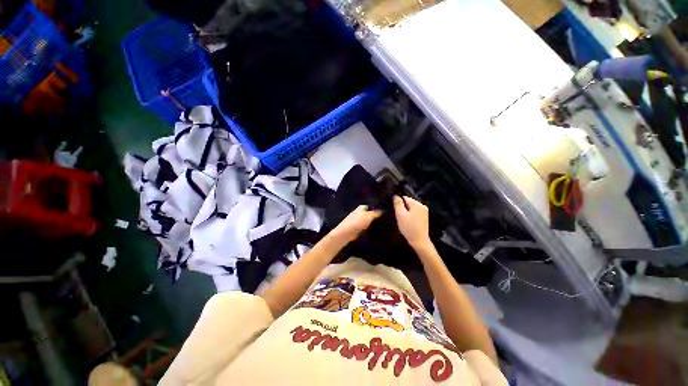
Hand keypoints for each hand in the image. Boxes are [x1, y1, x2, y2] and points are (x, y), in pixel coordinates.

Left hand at [330, 205, 381, 243]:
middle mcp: (359, 213)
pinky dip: (368, 230)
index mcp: (361, 208)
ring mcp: (357, 221)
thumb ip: (376, 213)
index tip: (384, 213)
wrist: (346, 232)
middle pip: (369, 214)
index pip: (371, 206)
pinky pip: (365, 228)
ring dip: (372, 224)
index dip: (377, 209)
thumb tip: (382, 210)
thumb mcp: (369, 216)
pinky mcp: (356, 228)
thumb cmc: (357, 222)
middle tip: (385, 221)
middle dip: (375, 217)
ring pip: (367, 221)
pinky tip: (374, 232)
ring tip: (382, 227)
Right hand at [393, 196, 430, 247]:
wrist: (419, 241)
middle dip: (402, 208)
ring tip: (403, 220)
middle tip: (398, 216)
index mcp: (417, 203)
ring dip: (406, 212)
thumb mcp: (400, 214)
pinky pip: (415, 212)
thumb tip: (395, 195)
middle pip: (408, 202)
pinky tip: (408, 222)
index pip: (404, 198)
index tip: (395, 211)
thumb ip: (398, 203)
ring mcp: (424, 212)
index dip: (398, 203)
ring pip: (411, 208)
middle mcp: (422, 205)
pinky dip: (410, 215)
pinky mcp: (424, 218)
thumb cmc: (409, 227)